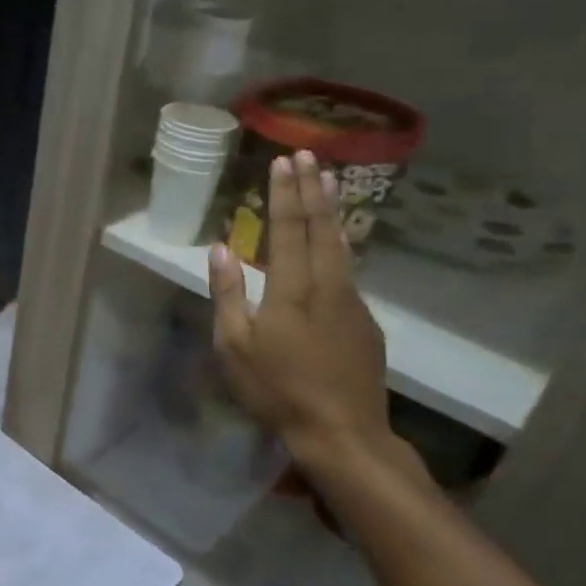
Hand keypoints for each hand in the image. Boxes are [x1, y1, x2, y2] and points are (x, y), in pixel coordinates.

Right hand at [208, 149, 389, 467]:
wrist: (342, 431)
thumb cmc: (276, 389)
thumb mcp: (234, 346)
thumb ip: (227, 293)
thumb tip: (220, 248)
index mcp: (291, 289)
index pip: (288, 229)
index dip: (284, 193)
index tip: (283, 161)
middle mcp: (327, 285)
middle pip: (321, 227)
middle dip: (312, 188)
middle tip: (308, 154)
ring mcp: (352, 302)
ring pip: (341, 245)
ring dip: (331, 210)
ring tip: (328, 181)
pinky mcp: (365, 321)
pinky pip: (348, 270)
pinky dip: (339, 243)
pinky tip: (334, 241)